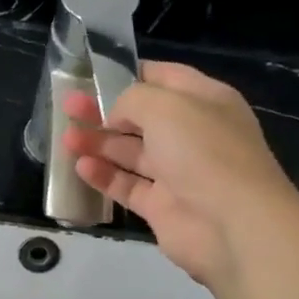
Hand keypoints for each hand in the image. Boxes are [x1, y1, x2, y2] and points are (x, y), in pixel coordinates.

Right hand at [60, 60, 298, 284]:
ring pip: (130, 152)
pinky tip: (81, 167)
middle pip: (141, 116)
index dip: (130, 73)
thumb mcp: (166, 106)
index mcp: (205, 101)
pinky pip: (127, 186)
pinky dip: (104, 176)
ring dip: (98, 143)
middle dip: (103, 109)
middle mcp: (192, 134)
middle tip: (69, 105)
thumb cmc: (204, 152)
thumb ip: (131, 99)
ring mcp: (178, 172)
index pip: (164, 78)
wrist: (233, 225)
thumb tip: (114, 116)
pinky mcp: (162, 206)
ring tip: (65, 137)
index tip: (93, 74)